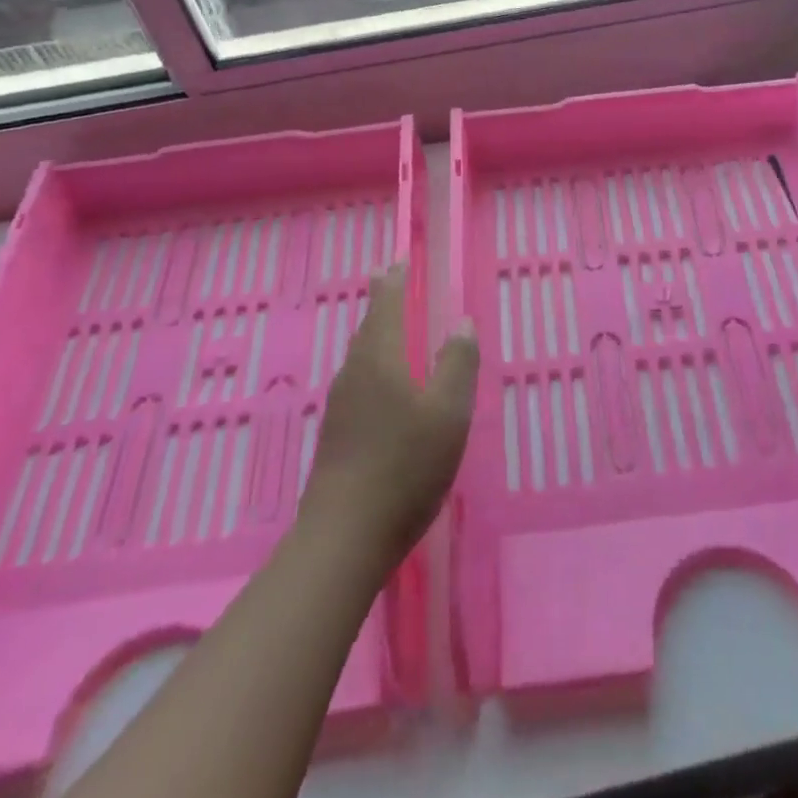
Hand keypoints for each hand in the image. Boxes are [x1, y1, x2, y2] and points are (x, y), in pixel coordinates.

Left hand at [298, 266, 478, 573]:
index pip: (386, 304)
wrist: (344, 537)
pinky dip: (372, 363)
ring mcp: (341, 405)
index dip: (394, 280)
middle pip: (368, 326)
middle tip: (391, 281)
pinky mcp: (336, 434)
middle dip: (381, 302)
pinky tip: (382, 385)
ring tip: (389, 326)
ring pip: (360, 355)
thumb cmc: (404, 467)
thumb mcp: (449, 413)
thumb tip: (462, 321)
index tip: (397, 260)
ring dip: (376, 333)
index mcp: (381, 359)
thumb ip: (458, 363)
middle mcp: (355, 373)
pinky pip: (357, 380)